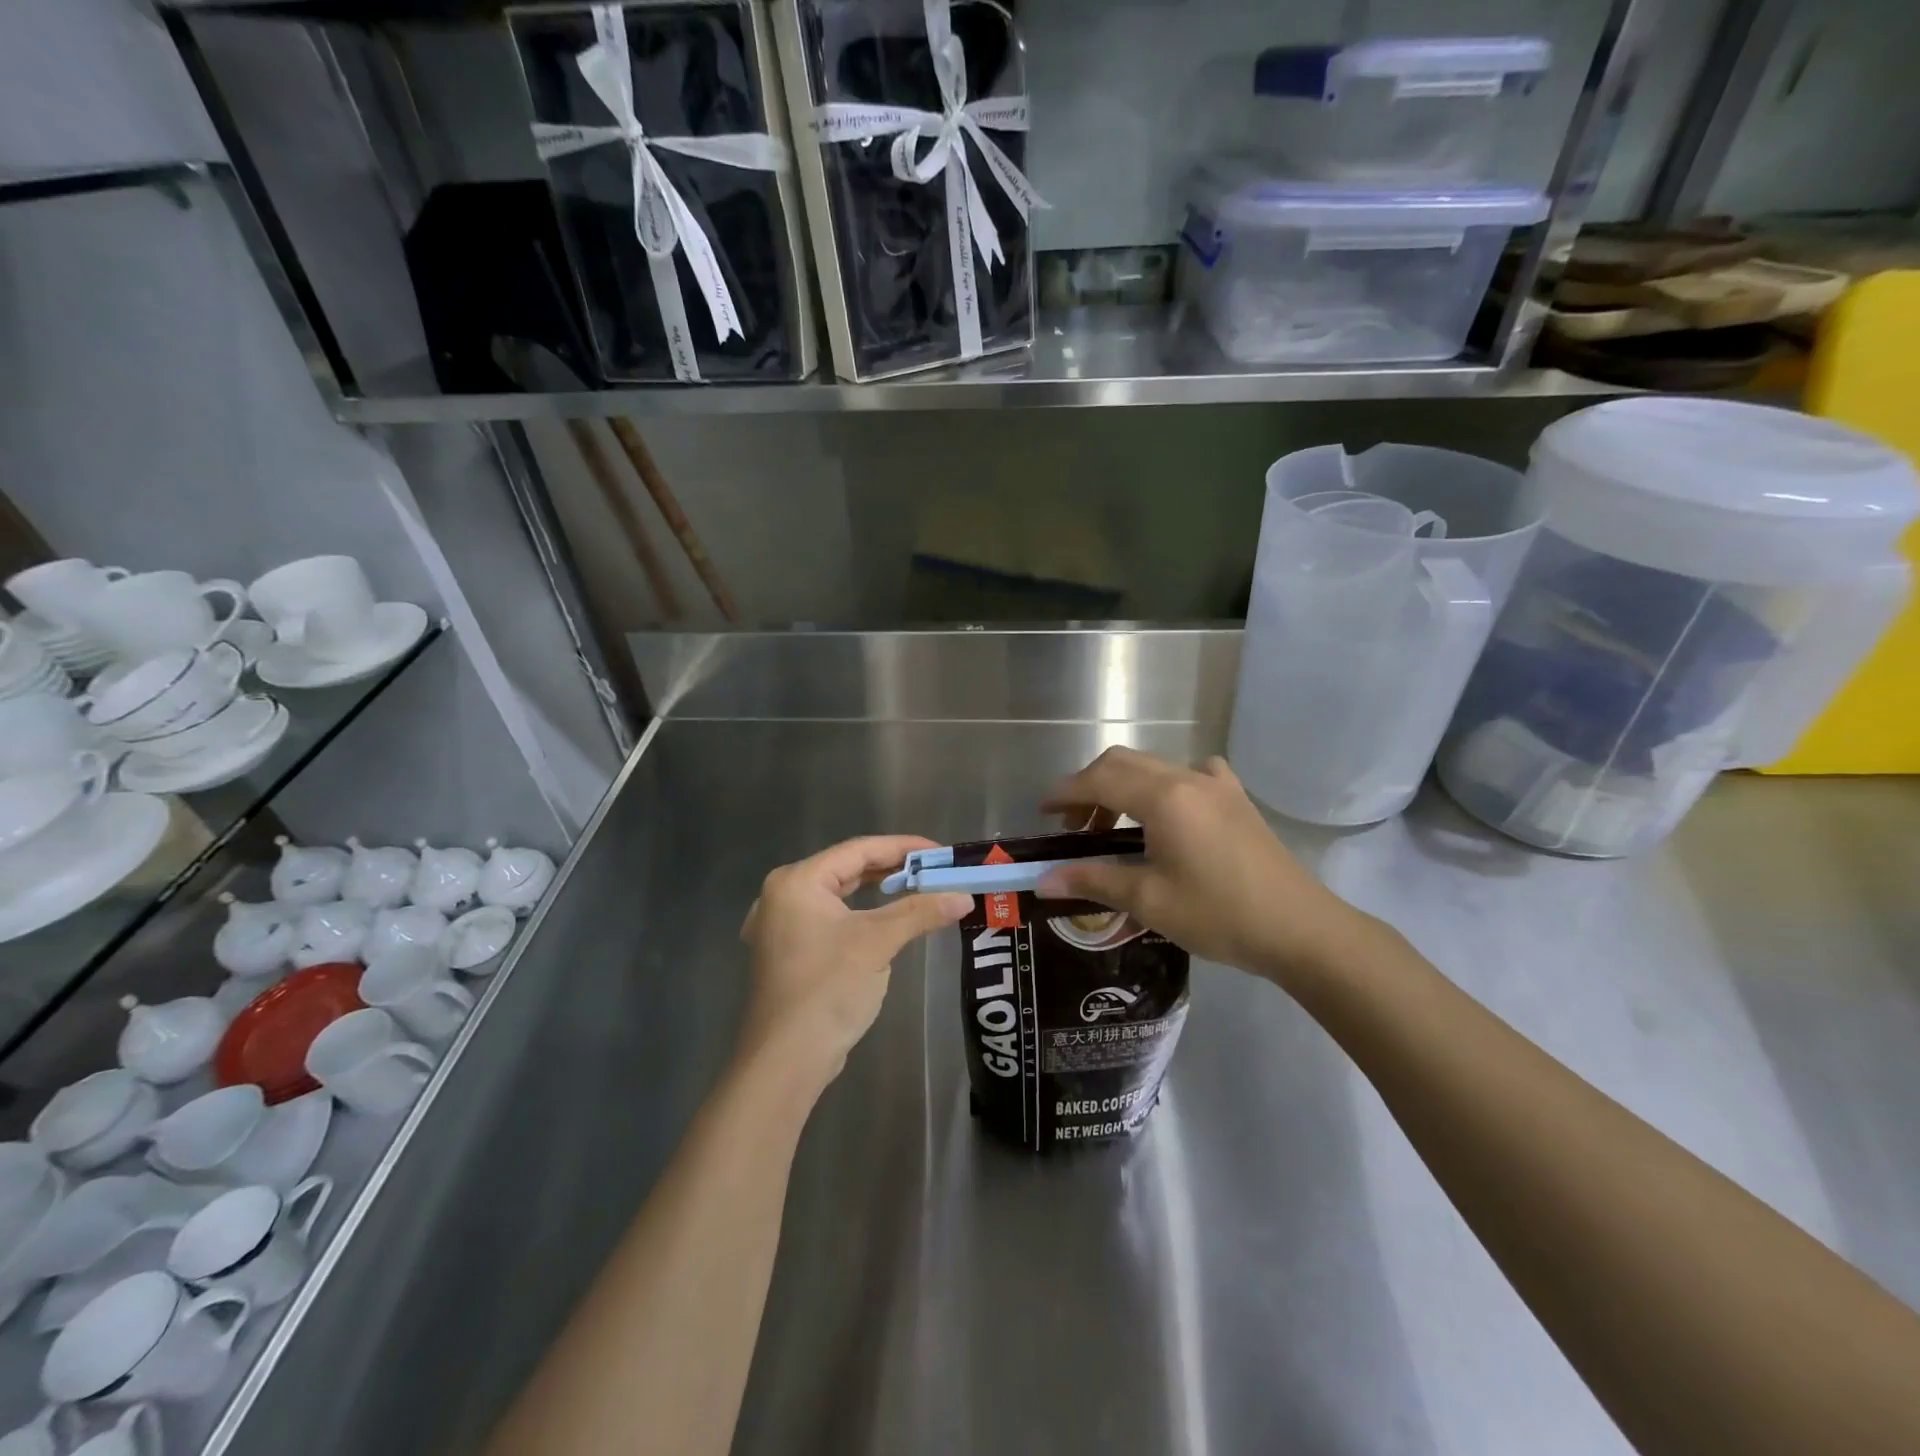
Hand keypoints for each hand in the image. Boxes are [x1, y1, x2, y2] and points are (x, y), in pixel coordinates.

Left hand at [738, 836, 970, 1089]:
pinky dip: (860, 915)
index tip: (940, 852)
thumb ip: (920, 912)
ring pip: (838, 895)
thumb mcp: (878, 943)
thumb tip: (964, 897)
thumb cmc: (829, 988)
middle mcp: (782, 895)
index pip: (858, 850)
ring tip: (917, 889)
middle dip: (892, 869)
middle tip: (934, 871)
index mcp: (796, 881)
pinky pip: (830, 919)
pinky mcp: (787, 952)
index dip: (902, 847)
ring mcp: (780, 926)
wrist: (786, 1060)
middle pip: (846, 870)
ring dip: (877, 893)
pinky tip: (884, 920)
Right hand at [1038, 748, 1368, 983]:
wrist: (1299, 929)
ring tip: (1111, 827)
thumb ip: (1092, 881)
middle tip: (1073, 826)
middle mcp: (1187, 778)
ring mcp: (1216, 784)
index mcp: (1164, 797)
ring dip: (1123, 787)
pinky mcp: (1236, 798)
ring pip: (1154, 767)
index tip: (1042, 812)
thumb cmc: (1219, 914)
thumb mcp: (1149, 901)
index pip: (1099, 779)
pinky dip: (1163, 786)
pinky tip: (1169, 811)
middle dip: (1090, 787)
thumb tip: (1041, 880)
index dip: (1066, 792)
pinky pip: (1190, 775)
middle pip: (1123, 763)